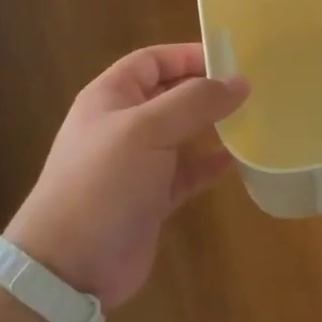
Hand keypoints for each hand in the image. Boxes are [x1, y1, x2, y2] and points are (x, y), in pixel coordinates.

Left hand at [5, 44, 248, 308]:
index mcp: (111, 97)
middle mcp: (123, 125)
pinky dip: (210, 165)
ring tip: (252, 119)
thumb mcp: (148, 130)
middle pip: (170, 95)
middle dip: (206, 90)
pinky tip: (238, 160)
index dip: (188, 55)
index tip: (231, 59)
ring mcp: (137, 164)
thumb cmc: (103, 182)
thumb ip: (195, 102)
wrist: (69, 267)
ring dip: (213, 127)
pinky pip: (187, 172)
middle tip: (250, 88)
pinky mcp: (151, 199)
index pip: (152, 61)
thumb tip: (240, 81)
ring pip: (182, 134)